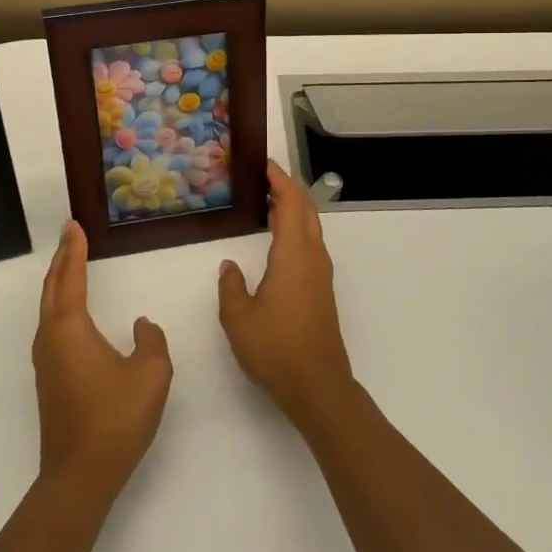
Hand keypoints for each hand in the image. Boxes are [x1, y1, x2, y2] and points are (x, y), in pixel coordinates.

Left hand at [33, 221, 172, 502]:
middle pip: (52, 288)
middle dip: (62, 259)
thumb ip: (151, 340)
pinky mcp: (50, 379)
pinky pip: (53, 326)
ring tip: (72, 263)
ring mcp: (46, 360)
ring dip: (59, 282)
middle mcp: (50, 338)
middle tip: (70, 234)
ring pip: (49, 308)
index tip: (74, 225)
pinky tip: (73, 311)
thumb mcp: (150, 375)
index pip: (70, 277)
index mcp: (70, 329)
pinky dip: (61, 304)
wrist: (80, 477)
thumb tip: (140, 325)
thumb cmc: (115, 419)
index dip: (73, 249)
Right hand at [217, 161, 354, 429]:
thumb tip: (230, 265)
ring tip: (267, 203)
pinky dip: (296, 229)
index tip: (264, 165)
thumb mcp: (238, 318)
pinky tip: (278, 241)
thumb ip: (231, 286)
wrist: (318, 386)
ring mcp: (321, 274)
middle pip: (306, 210)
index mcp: (293, 255)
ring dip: (293, 209)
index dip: (279, 181)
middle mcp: (312, 257)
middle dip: (288, 189)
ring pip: (311, 228)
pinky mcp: (321, 290)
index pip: (290, 204)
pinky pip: (310, 245)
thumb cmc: (276, 348)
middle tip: (263, 177)